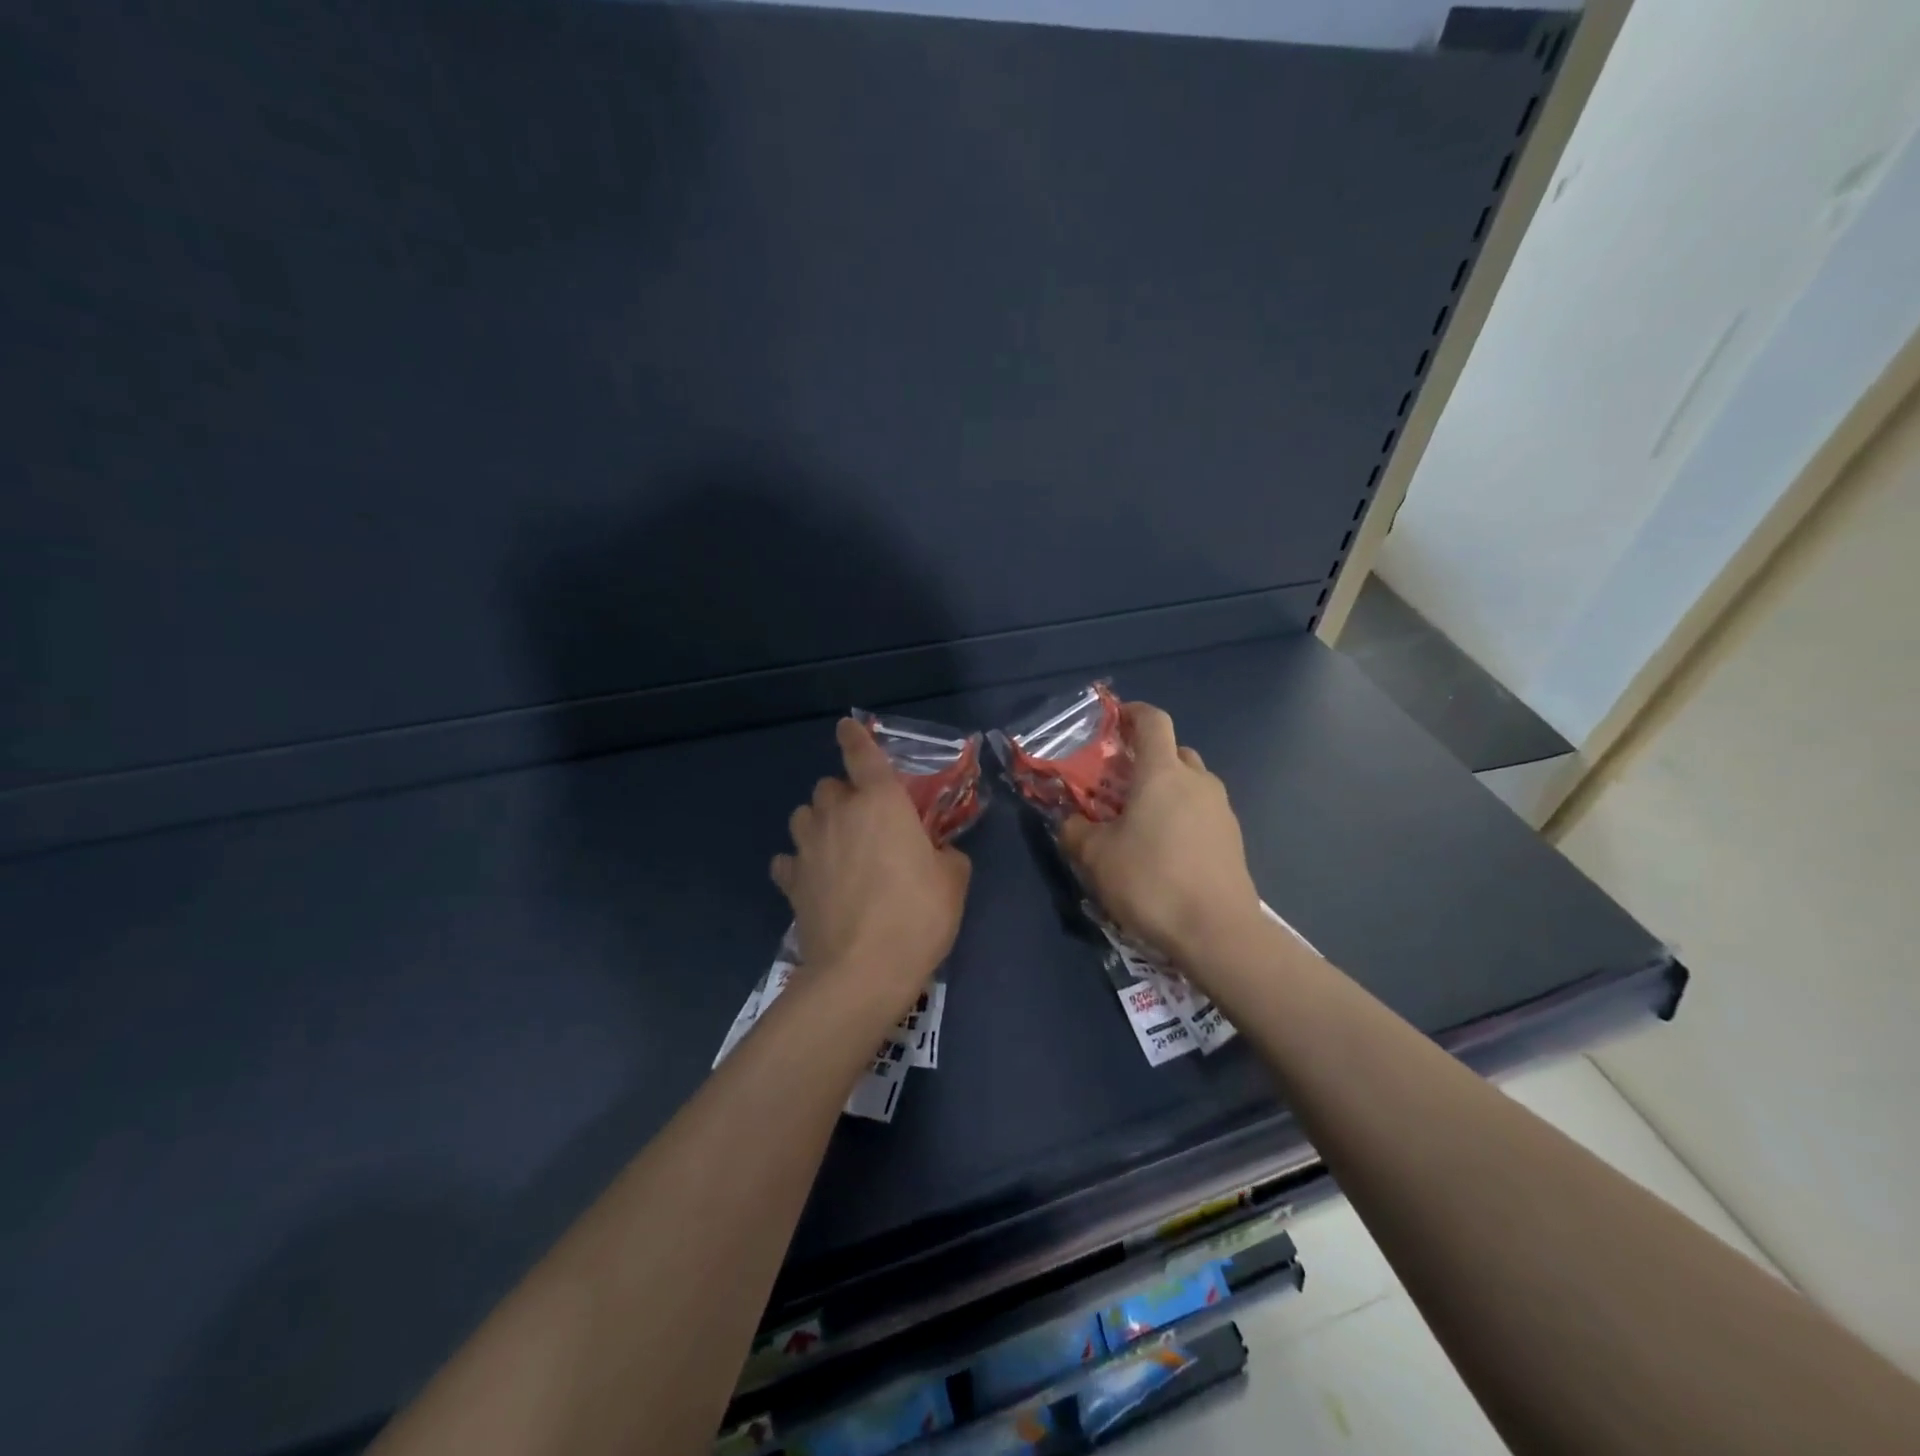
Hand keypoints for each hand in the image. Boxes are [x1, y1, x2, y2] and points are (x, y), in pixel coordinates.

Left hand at [772, 719, 971, 1018]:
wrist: (862, 970)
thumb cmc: (917, 915)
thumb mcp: (953, 881)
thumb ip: (946, 855)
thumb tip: (937, 854)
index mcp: (881, 802)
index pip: (862, 754)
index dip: (855, 737)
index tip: (846, 727)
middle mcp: (839, 813)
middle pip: (828, 785)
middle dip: (844, 795)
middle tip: (864, 821)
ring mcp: (808, 846)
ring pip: (803, 815)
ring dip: (818, 823)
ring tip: (835, 846)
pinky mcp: (790, 881)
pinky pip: (790, 860)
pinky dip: (800, 864)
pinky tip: (814, 880)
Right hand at [1059, 702, 1262, 968]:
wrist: (1218, 932)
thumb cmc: (1151, 881)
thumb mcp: (1096, 857)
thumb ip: (1075, 831)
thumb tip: (1069, 822)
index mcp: (1162, 773)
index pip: (1153, 721)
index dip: (1132, 713)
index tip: (1113, 721)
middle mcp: (1197, 781)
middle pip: (1173, 751)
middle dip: (1147, 759)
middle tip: (1119, 783)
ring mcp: (1221, 809)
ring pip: (1190, 783)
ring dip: (1166, 790)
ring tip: (1141, 821)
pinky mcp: (1233, 838)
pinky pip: (1202, 812)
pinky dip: (1182, 816)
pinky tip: (1166, 850)